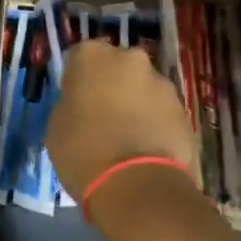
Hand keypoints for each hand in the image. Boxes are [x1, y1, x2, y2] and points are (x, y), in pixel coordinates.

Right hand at [46, 39, 197, 201]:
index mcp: (92, 56)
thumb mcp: (57, 126)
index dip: (76, 79)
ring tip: (126, 139)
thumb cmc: (83, 151)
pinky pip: (161, 111)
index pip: (79, 57)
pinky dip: (154, 123)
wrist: (137, 185)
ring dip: (134, 104)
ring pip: (142, 88)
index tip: (75, 101)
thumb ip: (70, 103)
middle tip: (101, 117)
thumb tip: (81, 104)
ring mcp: (162, 83)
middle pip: (117, 67)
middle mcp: (131, 58)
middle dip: (110, 86)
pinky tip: (145, 149)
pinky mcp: (184, 110)